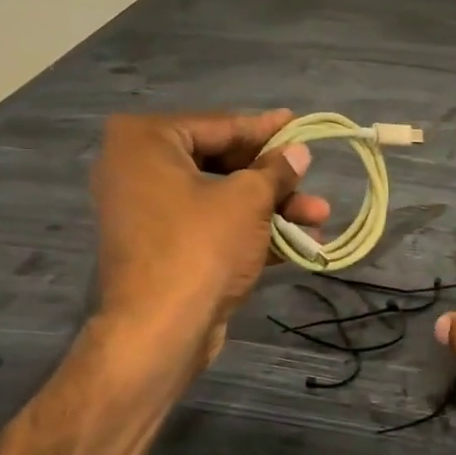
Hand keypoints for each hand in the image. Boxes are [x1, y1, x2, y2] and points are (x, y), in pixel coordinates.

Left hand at [91, 110, 329, 365]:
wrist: (159, 331)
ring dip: (271, 208)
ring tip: (319, 217)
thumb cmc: (201, 247)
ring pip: (221, 198)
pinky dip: (249, 231)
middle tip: (310, 178)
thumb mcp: (248, 201)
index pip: (219, 126)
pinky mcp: (161, 248)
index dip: (265, 129)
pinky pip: (210, 226)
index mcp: (145, 141)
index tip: (298, 123)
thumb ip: (275, 171)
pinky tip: (297, 242)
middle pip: (221, 163)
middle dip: (273, 178)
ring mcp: (147, 212)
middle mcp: (137, 169)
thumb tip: (298, 152)